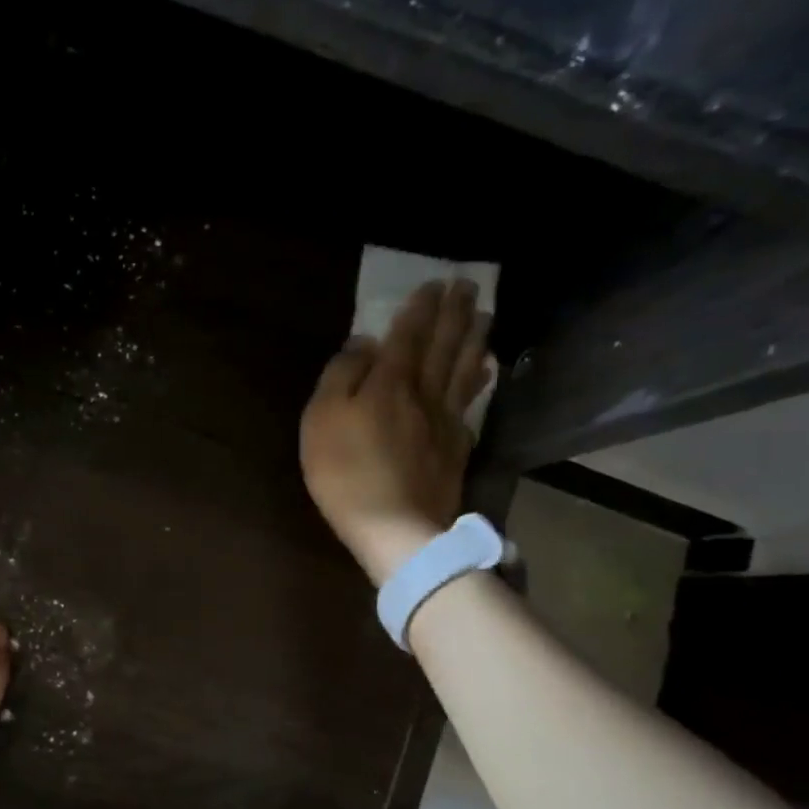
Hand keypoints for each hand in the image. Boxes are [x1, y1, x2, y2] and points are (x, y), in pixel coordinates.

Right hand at [300, 279, 493, 586]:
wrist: (393, 526)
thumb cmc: (345, 471)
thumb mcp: (322, 419)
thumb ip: (341, 376)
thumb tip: (364, 344)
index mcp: (389, 382)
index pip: (408, 335)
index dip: (420, 308)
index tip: (434, 282)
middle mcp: (423, 392)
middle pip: (444, 345)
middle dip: (454, 312)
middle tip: (467, 284)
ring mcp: (445, 420)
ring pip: (463, 368)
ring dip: (474, 337)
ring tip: (484, 314)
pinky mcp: (456, 447)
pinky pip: (471, 402)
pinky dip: (480, 379)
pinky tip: (486, 369)